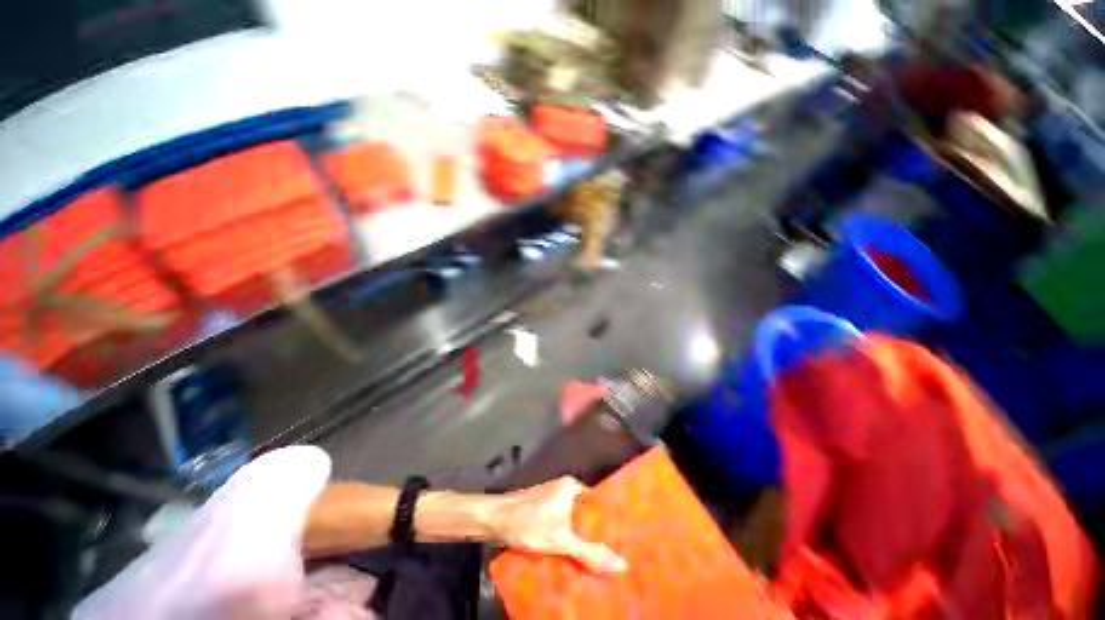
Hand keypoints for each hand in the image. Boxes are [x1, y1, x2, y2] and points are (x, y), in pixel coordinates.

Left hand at [488, 476, 626, 573]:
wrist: (495, 520)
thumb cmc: (529, 523)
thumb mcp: (561, 540)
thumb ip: (589, 552)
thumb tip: (622, 564)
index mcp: (572, 487)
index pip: (598, 502)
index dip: (610, 520)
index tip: (623, 539)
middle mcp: (564, 489)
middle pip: (586, 512)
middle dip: (596, 533)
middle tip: (613, 554)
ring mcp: (553, 499)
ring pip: (574, 520)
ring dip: (582, 537)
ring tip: (599, 558)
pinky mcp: (543, 510)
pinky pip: (563, 523)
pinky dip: (569, 537)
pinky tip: (575, 554)